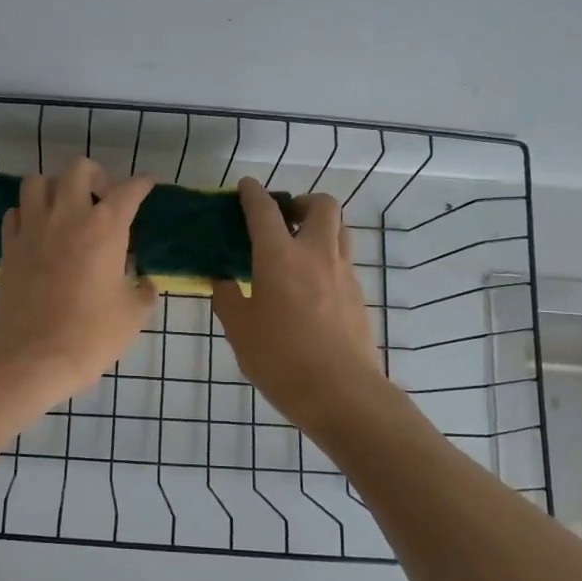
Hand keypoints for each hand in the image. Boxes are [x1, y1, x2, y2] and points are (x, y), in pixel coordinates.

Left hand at [0, 159, 156, 408]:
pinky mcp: (9, 246)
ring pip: (38, 181)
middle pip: (79, 169)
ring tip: (67, 208)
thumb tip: (143, 282)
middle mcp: (67, 216)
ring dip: (56, 187)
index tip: (149, 183)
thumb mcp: (132, 315)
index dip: (142, 183)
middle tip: (104, 198)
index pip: (128, 191)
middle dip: (97, 176)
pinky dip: (29, 213)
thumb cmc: (90, 336)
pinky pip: (16, 212)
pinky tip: (39, 231)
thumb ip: (142, 291)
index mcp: (105, 228)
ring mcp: (33, 228)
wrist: (32, 358)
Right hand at [212, 179, 385, 425]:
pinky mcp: (358, 295)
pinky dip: (326, 257)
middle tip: (283, 219)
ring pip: (339, 230)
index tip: (245, 187)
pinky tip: (309, 286)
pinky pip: (343, 260)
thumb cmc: (280, 359)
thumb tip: (223, 280)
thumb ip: (228, 298)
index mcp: (279, 257)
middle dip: (301, 202)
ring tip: (297, 247)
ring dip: (319, 226)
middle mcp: (316, 254)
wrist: (341, 393)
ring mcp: (343, 273)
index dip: (253, 194)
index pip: (265, 211)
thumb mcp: (239, 330)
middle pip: (321, 205)